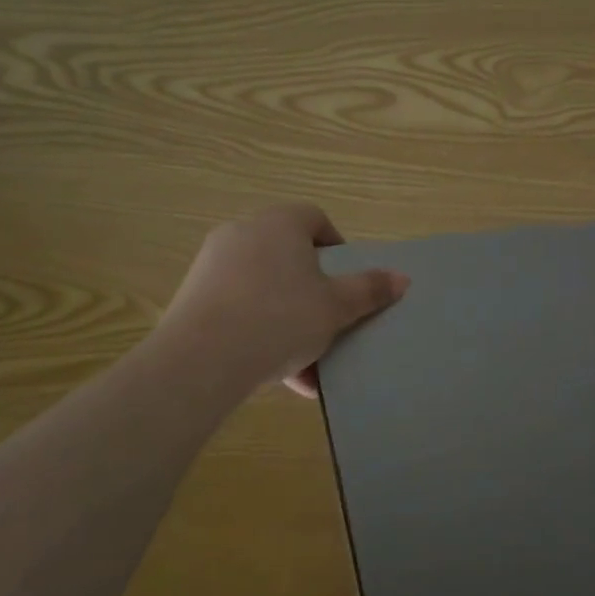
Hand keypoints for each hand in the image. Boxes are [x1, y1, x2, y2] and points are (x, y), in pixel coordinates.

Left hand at [153, 203, 408, 396]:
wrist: (200, 361)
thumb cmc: (280, 318)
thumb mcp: (336, 307)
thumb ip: (369, 290)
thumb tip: (402, 278)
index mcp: (280, 223)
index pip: (315, 219)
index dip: (337, 248)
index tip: (348, 282)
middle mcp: (243, 233)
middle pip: (290, 257)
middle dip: (314, 292)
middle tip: (331, 322)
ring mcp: (213, 266)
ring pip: (266, 289)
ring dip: (290, 321)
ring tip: (309, 364)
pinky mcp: (192, 299)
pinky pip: (240, 310)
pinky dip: (261, 334)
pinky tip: (280, 376)